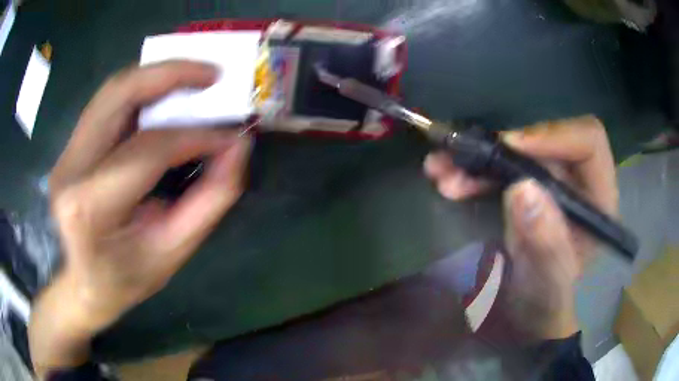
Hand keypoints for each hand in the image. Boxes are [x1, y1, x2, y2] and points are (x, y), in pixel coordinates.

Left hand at [29, 61, 251, 376]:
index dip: (196, 135)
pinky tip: (164, 94)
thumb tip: (237, 148)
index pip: (149, 149)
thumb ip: (208, 200)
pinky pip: (107, 103)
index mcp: (91, 206)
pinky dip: (140, 90)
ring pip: (112, 90)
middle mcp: (71, 167)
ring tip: (194, 77)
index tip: (231, 135)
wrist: (83, 285)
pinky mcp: (70, 146)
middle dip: (172, 73)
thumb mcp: (172, 252)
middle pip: (120, 94)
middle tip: (213, 74)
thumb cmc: (125, 280)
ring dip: (156, 75)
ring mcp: (66, 152)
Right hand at [424, 116, 617, 339]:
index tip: (510, 146)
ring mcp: (551, 180)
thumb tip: (522, 189)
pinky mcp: (528, 185)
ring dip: (478, 155)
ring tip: (440, 169)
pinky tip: (445, 176)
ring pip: (518, 148)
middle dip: (502, 146)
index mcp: (598, 198)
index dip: (553, 134)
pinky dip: (472, 169)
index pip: (588, 142)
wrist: (528, 310)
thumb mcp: (549, 281)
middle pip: (546, 139)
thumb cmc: (547, 300)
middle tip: (461, 158)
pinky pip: (500, 164)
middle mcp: (578, 180)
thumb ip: (546, 243)